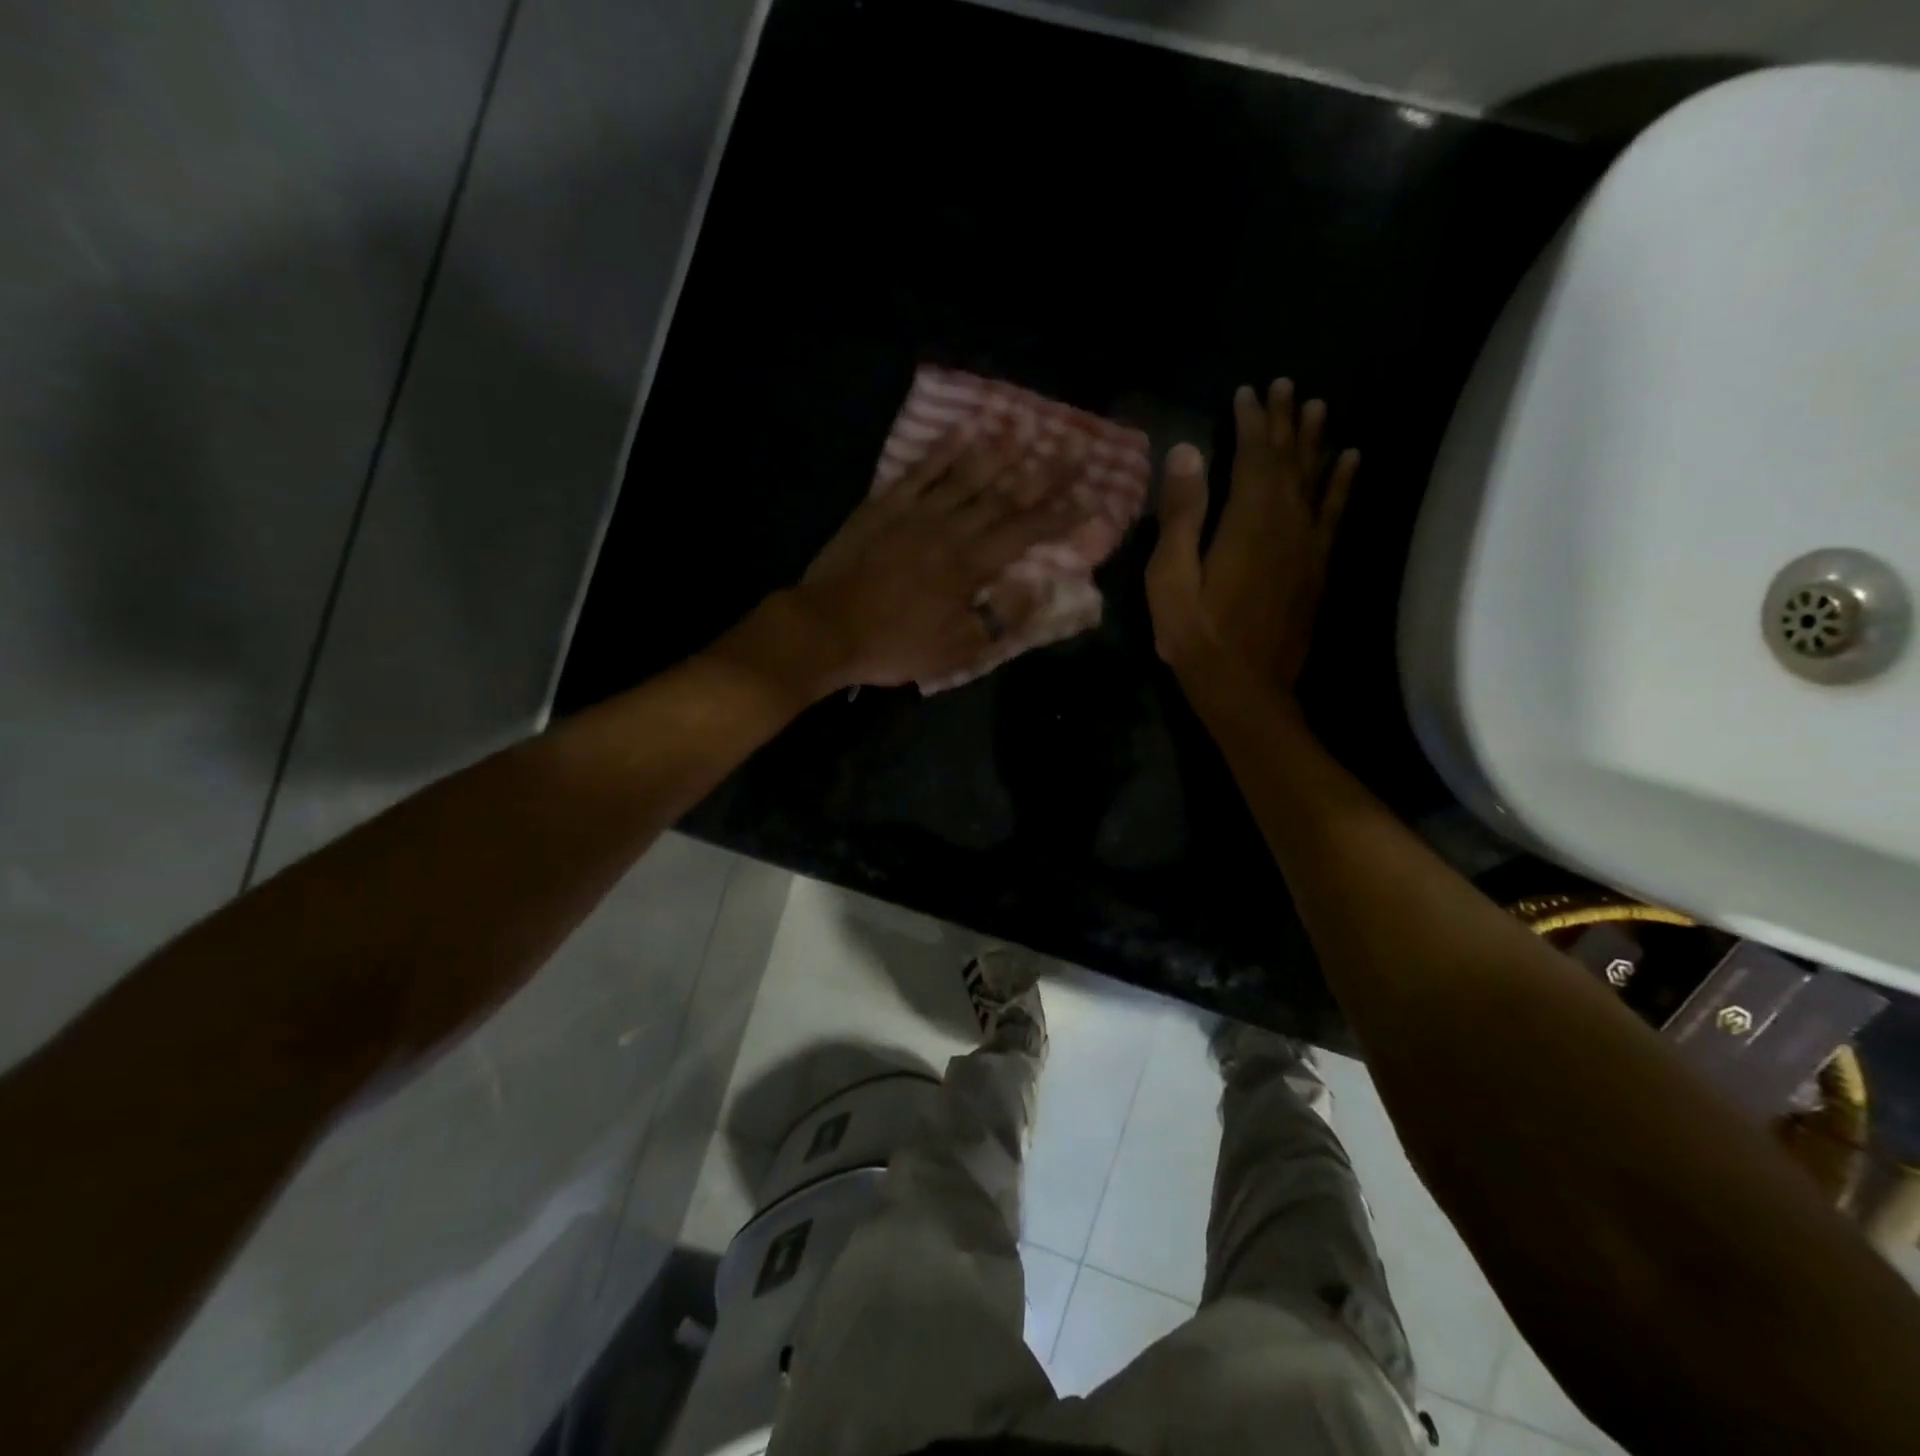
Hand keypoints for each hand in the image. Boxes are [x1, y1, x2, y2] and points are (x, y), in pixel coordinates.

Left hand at [779, 420, 1086, 691]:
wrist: (827, 629)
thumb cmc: (895, 646)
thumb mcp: (957, 651)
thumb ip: (1001, 619)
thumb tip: (1039, 587)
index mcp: (971, 566)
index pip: (1027, 533)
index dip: (1062, 515)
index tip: (1092, 495)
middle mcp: (951, 529)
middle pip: (1004, 495)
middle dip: (1044, 471)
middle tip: (1074, 445)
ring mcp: (915, 513)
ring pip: (965, 474)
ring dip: (998, 450)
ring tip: (1025, 427)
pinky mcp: (883, 505)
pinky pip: (919, 470)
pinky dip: (942, 449)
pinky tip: (962, 431)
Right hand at [1146, 379, 1358, 697]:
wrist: (1246, 688)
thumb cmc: (1196, 636)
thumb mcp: (1171, 578)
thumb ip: (1181, 515)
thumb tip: (1187, 452)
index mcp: (1246, 521)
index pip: (1252, 455)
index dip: (1250, 421)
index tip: (1247, 392)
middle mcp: (1285, 522)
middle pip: (1288, 460)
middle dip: (1285, 421)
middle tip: (1286, 385)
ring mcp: (1307, 545)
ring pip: (1315, 479)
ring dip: (1315, 442)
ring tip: (1319, 407)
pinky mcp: (1317, 567)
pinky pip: (1335, 513)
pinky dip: (1342, 483)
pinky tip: (1350, 460)